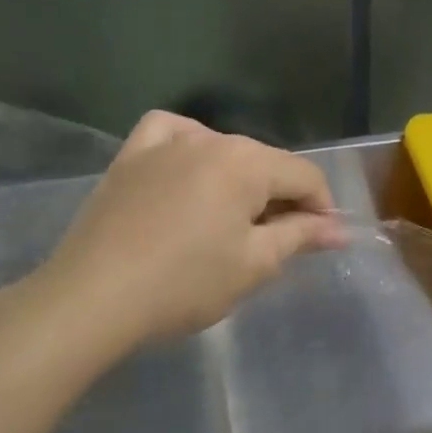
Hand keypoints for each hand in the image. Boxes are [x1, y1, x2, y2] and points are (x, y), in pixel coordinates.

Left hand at [16, 112, 347, 356]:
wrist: (93, 298)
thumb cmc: (185, 283)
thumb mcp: (254, 264)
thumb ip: (300, 236)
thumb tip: (337, 230)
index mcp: (247, 162)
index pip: (305, 176)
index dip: (323, 210)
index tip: (324, 243)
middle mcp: (210, 139)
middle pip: (266, 163)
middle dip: (283, 199)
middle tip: (282, 244)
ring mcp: (164, 144)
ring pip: (222, 151)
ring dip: (241, 181)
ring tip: (236, 219)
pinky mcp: (129, 158)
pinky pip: (170, 134)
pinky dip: (189, 147)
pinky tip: (189, 167)